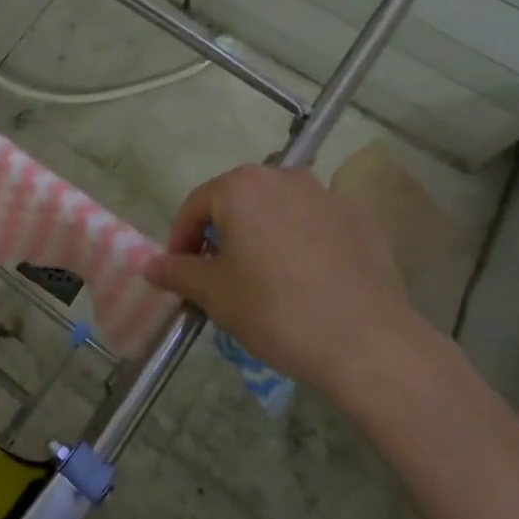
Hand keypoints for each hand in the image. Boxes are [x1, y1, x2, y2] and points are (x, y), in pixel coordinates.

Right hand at [143, 164, 434, 403]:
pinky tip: (308, 281)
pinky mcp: (361, 218)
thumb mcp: (215, 294)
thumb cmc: (275, 310)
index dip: (180, 240)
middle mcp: (284, 176)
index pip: (195, 205)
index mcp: (242, 186)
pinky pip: (316, 224)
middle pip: (238, 202)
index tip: (179, 275)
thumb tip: (152, 266)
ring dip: (262, 236)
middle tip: (218, 278)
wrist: (367, 342)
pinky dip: (302, 243)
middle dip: (222, 235)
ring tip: (264, 279)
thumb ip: (179, 272)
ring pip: (278, 210)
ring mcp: (327, 194)